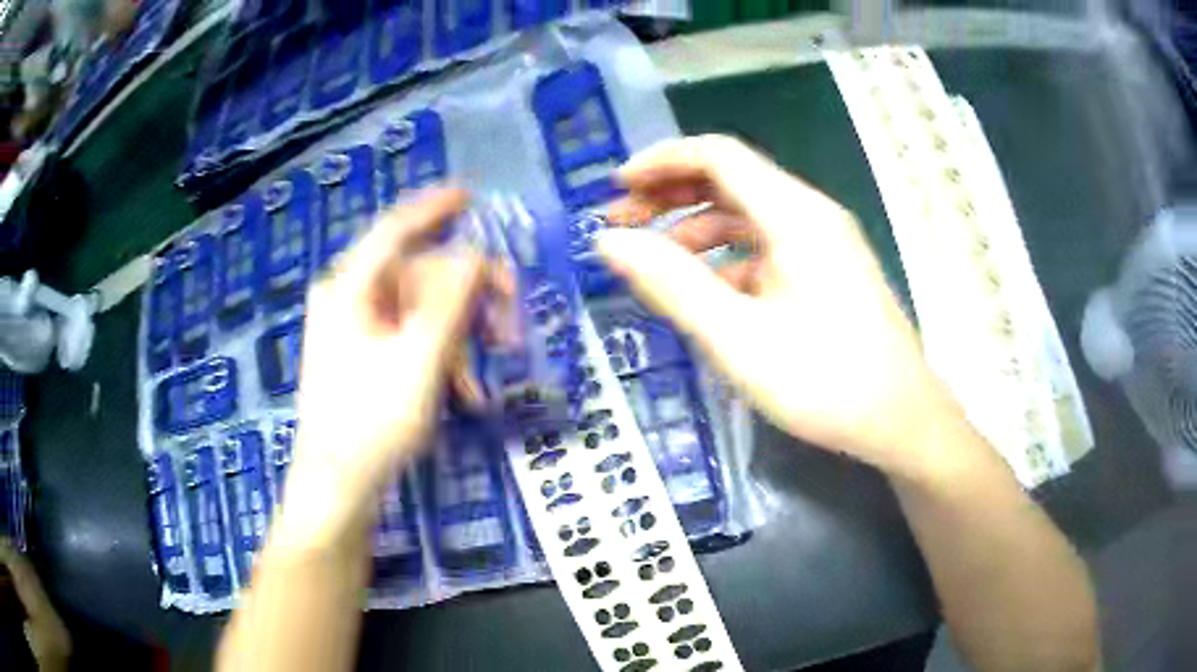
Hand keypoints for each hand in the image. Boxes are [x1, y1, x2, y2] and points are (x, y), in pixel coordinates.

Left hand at [280, 189, 483, 546]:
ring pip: (420, 310)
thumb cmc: (372, 423)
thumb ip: (451, 299)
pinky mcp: (362, 359)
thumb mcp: (420, 358)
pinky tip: (464, 391)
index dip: (435, 208)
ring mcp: (353, 330)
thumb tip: (475, 254)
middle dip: (468, 295)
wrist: (337, 488)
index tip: (471, 194)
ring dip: (460, 335)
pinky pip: (410, 339)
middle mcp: (348, 298)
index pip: (395, 228)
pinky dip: (441, 357)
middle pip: (418, 274)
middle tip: (510, 321)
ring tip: (486, 370)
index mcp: (350, 287)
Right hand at [599, 136, 961, 476]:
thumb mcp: (737, 337)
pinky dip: (726, 257)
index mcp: (794, 214)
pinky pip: (766, 247)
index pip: (717, 155)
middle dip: (671, 193)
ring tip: (653, 258)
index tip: (615, 188)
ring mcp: (822, 244)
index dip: (661, 161)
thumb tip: (609, 243)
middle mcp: (810, 215)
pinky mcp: (826, 272)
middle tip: (622, 222)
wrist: (901, 421)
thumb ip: (671, 284)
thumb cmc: (824, 381)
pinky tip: (704, 290)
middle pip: (731, 178)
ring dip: (696, 226)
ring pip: (747, 215)